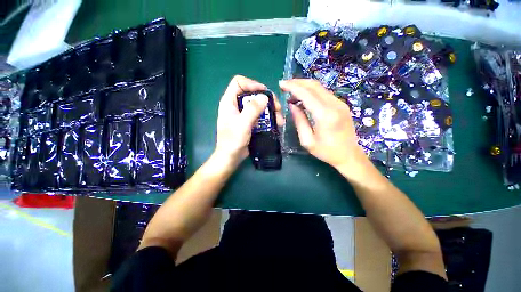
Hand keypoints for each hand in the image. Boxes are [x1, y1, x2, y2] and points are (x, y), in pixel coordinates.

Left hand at [215, 75, 283, 166]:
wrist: (231, 157)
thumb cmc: (233, 141)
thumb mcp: (243, 124)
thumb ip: (253, 109)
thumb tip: (264, 97)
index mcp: (229, 101)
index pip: (239, 82)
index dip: (252, 84)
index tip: (264, 93)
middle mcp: (236, 105)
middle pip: (252, 94)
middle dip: (267, 99)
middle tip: (278, 107)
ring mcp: (243, 114)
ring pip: (259, 105)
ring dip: (271, 110)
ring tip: (280, 119)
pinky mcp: (249, 122)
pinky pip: (260, 115)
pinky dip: (269, 118)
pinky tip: (276, 124)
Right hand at [280, 79, 366, 170]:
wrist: (349, 155)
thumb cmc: (326, 151)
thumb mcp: (307, 140)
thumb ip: (299, 120)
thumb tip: (292, 105)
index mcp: (325, 115)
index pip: (306, 94)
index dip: (292, 87)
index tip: (281, 84)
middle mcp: (334, 105)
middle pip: (314, 85)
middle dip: (297, 82)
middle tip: (285, 85)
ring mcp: (340, 103)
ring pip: (320, 87)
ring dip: (304, 86)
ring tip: (292, 92)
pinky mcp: (342, 105)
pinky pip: (324, 93)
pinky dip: (312, 92)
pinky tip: (304, 98)